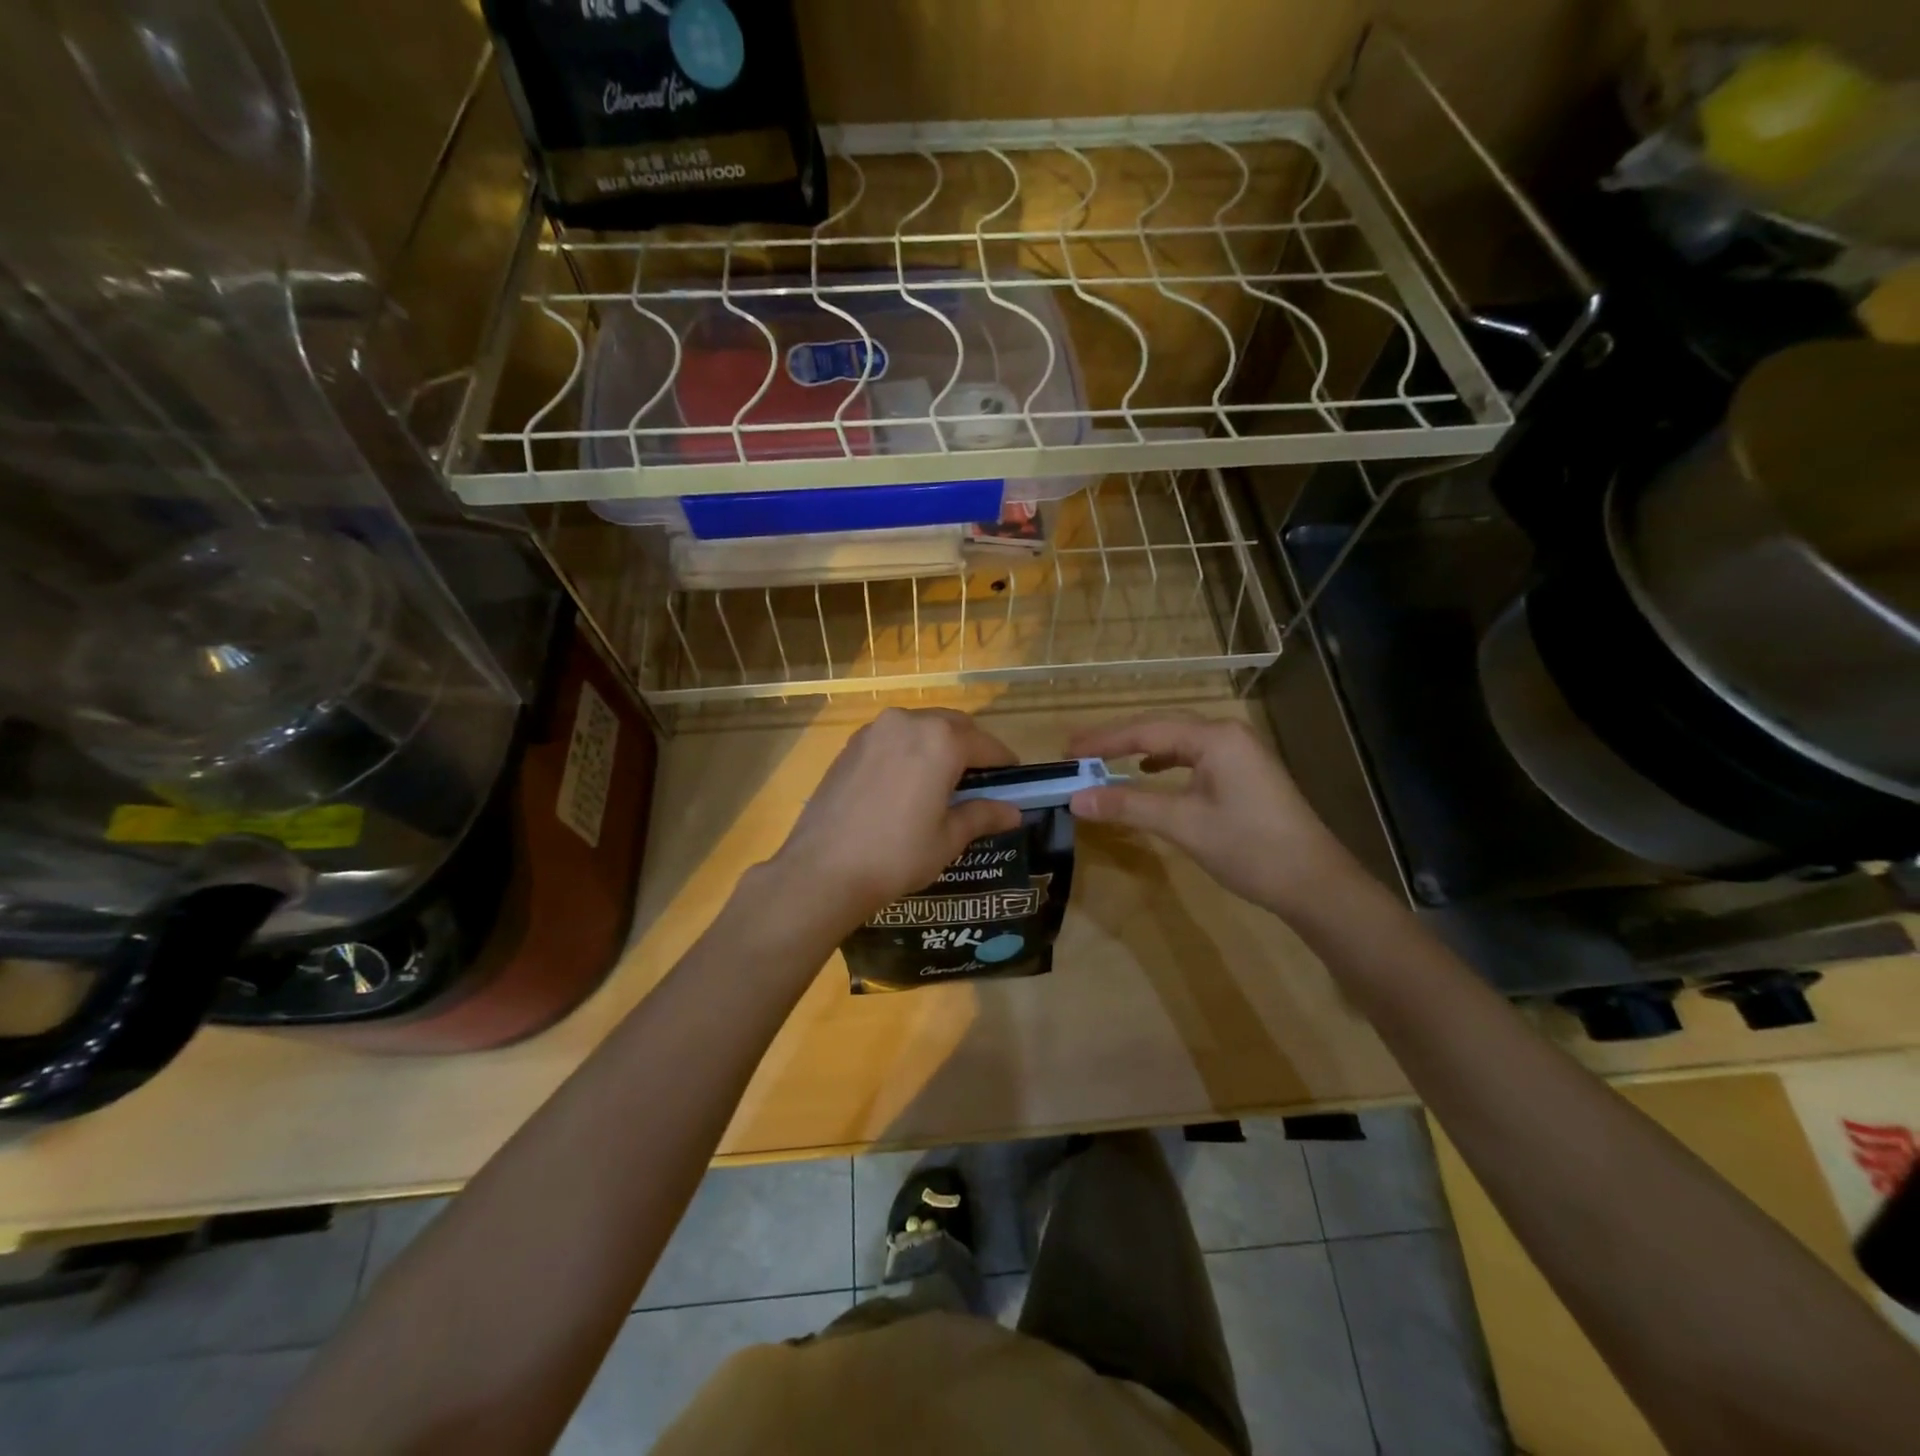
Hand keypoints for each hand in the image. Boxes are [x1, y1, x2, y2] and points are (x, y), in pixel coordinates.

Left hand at [761, 708, 1023, 935]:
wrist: (823, 869)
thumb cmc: (897, 855)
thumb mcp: (948, 838)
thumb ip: (982, 815)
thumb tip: (1012, 812)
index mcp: (941, 740)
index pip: (985, 744)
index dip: (1004, 761)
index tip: (1014, 778)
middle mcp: (908, 722)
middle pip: (953, 726)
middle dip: (971, 746)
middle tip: (981, 778)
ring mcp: (874, 730)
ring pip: (920, 727)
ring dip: (939, 744)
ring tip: (944, 779)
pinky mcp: (851, 745)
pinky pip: (893, 737)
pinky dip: (909, 750)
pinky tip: (908, 781)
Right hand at [1067, 712, 1360, 916]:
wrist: (1314, 882)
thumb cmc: (1249, 848)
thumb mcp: (1183, 825)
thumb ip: (1128, 806)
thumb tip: (1075, 798)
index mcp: (1214, 737)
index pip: (1146, 731)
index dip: (1103, 741)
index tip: (1067, 751)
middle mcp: (1227, 734)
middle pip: (1160, 727)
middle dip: (1117, 740)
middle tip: (1077, 752)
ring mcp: (1239, 752)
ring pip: (1177, 741)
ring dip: (1139, 749)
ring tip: (1104, 759)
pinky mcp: (1244, 772)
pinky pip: (1193, 755)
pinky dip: (1165, 761)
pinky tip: (1150, 772)